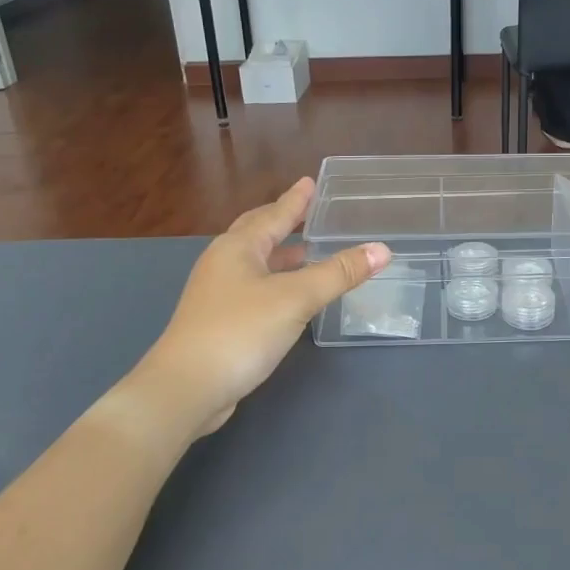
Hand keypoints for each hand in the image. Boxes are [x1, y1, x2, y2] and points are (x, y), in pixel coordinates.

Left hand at [141, 179, 388, 435]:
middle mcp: (223, 263)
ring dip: (279, 254)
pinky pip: (252, 287)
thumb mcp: (296, 298)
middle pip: (257, 233)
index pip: (273, 214)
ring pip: (254, 263)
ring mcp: (216, 293)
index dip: (295, 200)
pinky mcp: (218, 321)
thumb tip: (382, 249)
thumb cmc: (240, 331)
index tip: (310, 182)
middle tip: (307, 211)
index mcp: (238, 248)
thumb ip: (339, 273)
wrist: (187, 388)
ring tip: (306, 250)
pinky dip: (274, 281)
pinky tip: (289, 296)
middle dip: (282, 221)